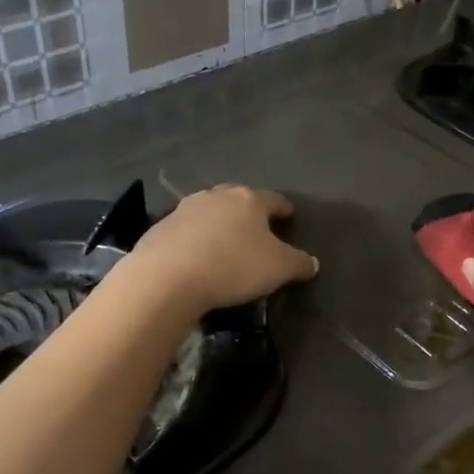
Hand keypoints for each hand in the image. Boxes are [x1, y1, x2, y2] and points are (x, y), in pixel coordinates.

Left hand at [122, 184, 319, 316]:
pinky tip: (197, 255)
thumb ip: (298, 263)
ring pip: (209, 211)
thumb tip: (312, 262)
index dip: (283, 208)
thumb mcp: (278, 269)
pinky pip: (186, 230)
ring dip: (219, 222)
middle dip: (248, 211)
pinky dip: (195, 239)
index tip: (289, 215)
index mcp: (249, 200)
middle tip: (256, 227)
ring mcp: (185, 209)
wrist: (167, 277)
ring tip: (225, 241)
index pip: (274, 199)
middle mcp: (217, 196)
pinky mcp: (161, 228)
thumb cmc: (233, 266)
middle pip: (238, 199)